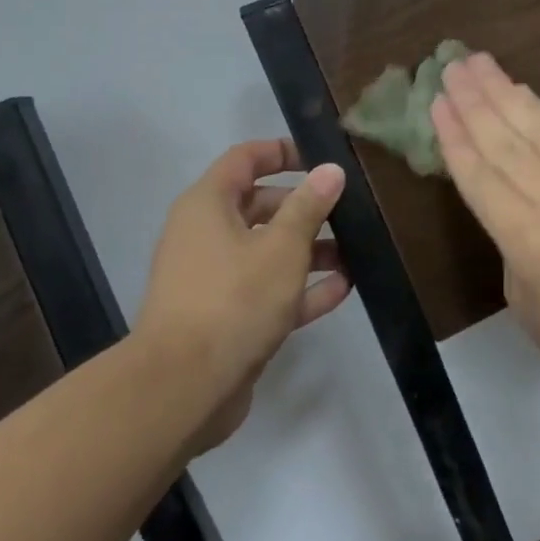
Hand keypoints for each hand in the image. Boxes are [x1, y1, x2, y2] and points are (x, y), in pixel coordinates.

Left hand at [134, 140, 348, 452]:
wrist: (183, 388)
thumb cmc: (233, 299)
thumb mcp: (281, 247)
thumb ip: (309, 206)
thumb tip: (330, 170)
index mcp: (208, 205)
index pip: (245, 159)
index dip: (282, 152)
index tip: (320, 157)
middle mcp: (206, 234)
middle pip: (260, 206)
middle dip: (304, 207)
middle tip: (348, 211)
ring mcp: (214, 278)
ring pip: (266, 251)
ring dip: (309, 250)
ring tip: (356, 253)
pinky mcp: (225, 317)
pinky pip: (267, 290)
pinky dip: (300, 287)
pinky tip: (342, 289)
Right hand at [431, 54, 539, 416]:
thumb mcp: (523, 302)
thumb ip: (511, 240)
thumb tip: (508, 196)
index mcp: (532, 245)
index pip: (483, 177)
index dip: (455, 136)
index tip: (436, 100)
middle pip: (509, 143)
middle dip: (476, 101)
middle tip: (451, 64)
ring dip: (508, 94)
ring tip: (481, 63)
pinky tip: (525, 96)